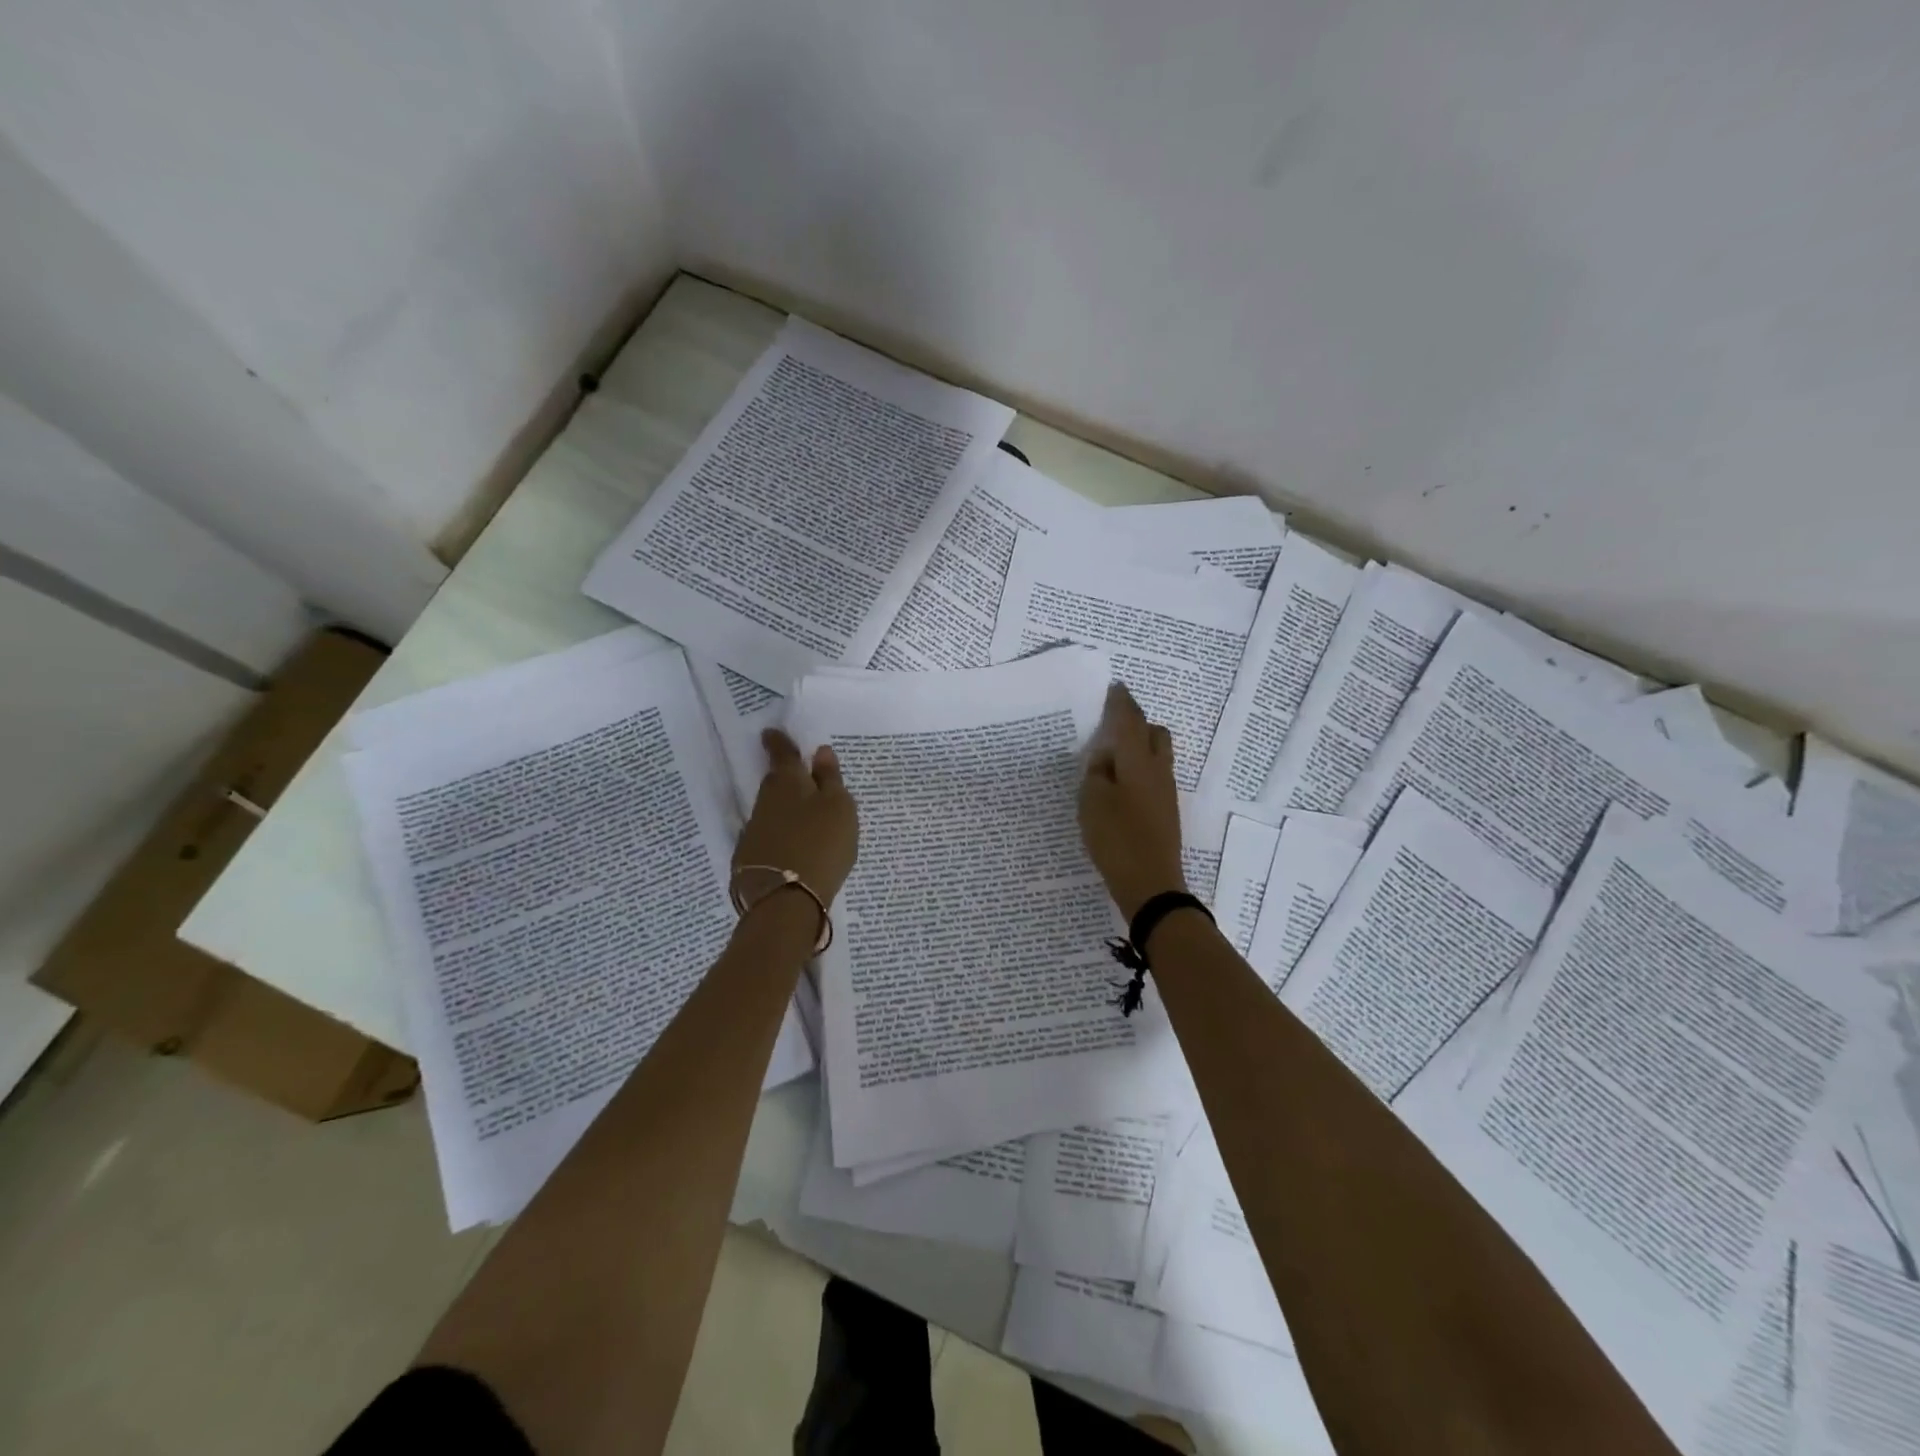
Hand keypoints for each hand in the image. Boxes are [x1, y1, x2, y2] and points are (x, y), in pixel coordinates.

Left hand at [735, 730, 859, 905]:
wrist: (786, 900)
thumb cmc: (822, 844)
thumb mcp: (840, 808)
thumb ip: (830, 779)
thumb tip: (820, 751)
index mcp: (788, 783)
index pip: (782, 754)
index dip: (778, 742)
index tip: (770, 732)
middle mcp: (765, 802)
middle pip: (775, 783)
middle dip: (784, 778)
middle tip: (798, 776)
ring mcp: (753, 831)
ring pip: (770, 812)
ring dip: (782, 810)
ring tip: (801, 817)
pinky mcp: (749, 860)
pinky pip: (767, 838)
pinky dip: (778, 837)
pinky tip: (791, 847)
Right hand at [1079, 683, 1185, 919]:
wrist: (1151, 884)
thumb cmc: (1117, 838)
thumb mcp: (1092, 801)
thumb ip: (1096, 772)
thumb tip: (1106, 758)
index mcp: (1139, 761)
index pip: (1130, 721)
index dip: (1121, 702)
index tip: (1114, 687)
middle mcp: (1158, 770)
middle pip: (1154, 733)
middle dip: (1136, 723)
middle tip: (1111, 725)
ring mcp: (1166, 792)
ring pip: (1157, 755)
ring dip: (1138, 748)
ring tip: (1110, 757)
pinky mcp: (1165, 812)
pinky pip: (1154, 776)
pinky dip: (1138, 770)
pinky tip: (1118, 785)